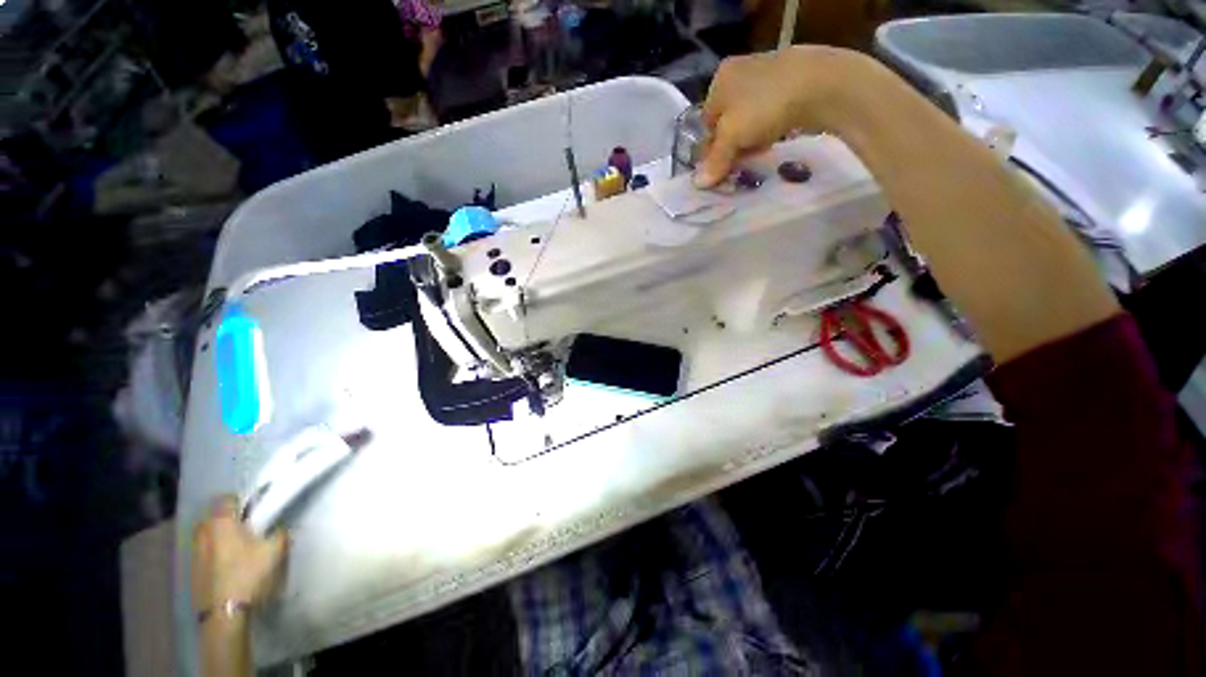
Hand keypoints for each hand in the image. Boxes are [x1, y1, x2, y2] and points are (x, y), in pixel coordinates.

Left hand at [191, 495, 288, 614]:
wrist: (224, 612)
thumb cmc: (249, 574)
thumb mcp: (275, 550)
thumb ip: (279, 532)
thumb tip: (279, 526)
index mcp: (221, 522)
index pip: (226, 498)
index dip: (242, 501)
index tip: (256, 509)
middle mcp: (203, 532)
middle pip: (214, 516)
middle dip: (228, 519)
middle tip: (248, 528)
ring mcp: (195, 552)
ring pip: (208, 535)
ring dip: (221, 537)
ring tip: (239, 548)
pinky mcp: (193, 570)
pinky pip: (205, 552)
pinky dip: (216, 553)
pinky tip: (229, 565)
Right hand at [695, 46, 878, 186]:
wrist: (820, 85)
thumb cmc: (764, 107)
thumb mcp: (732, 137)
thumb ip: (715, 161)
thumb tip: (698, 184)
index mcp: (720, 78)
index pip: (706, 122)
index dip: (712, 148)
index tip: (721, 167)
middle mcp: (740, 72)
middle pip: (727, 122)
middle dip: (732, 146)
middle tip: (739, 163)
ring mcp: (766, 75)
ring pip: (748, 120)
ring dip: (749, 141)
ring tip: (758, 153)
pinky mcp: (789, 82)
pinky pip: (769, 114)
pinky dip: (767, 130)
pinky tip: (773, 141)